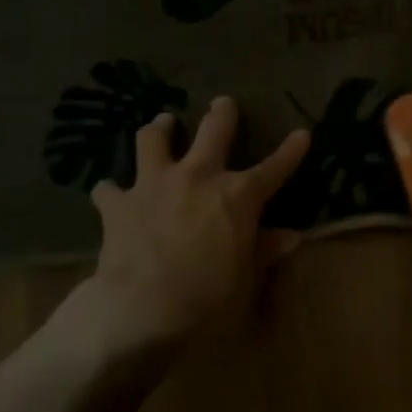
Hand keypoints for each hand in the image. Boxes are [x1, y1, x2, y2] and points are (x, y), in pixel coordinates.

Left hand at [36, 98, 309, 365]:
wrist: (143, 308)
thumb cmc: (208, 297)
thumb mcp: (246, 278)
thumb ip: (265, 250)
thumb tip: (292, 236)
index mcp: (238, 196)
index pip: (275, 168)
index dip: (291, 151)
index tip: (303, 134)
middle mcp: (198, 177)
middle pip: (213, 130)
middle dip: (221, 114)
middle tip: (222, 103)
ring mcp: (155, 184)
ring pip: (153, 140)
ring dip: (159, 129)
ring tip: (161, 125)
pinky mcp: (118, 203)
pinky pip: (109, 188)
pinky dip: (111, 190)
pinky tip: (110, 193)